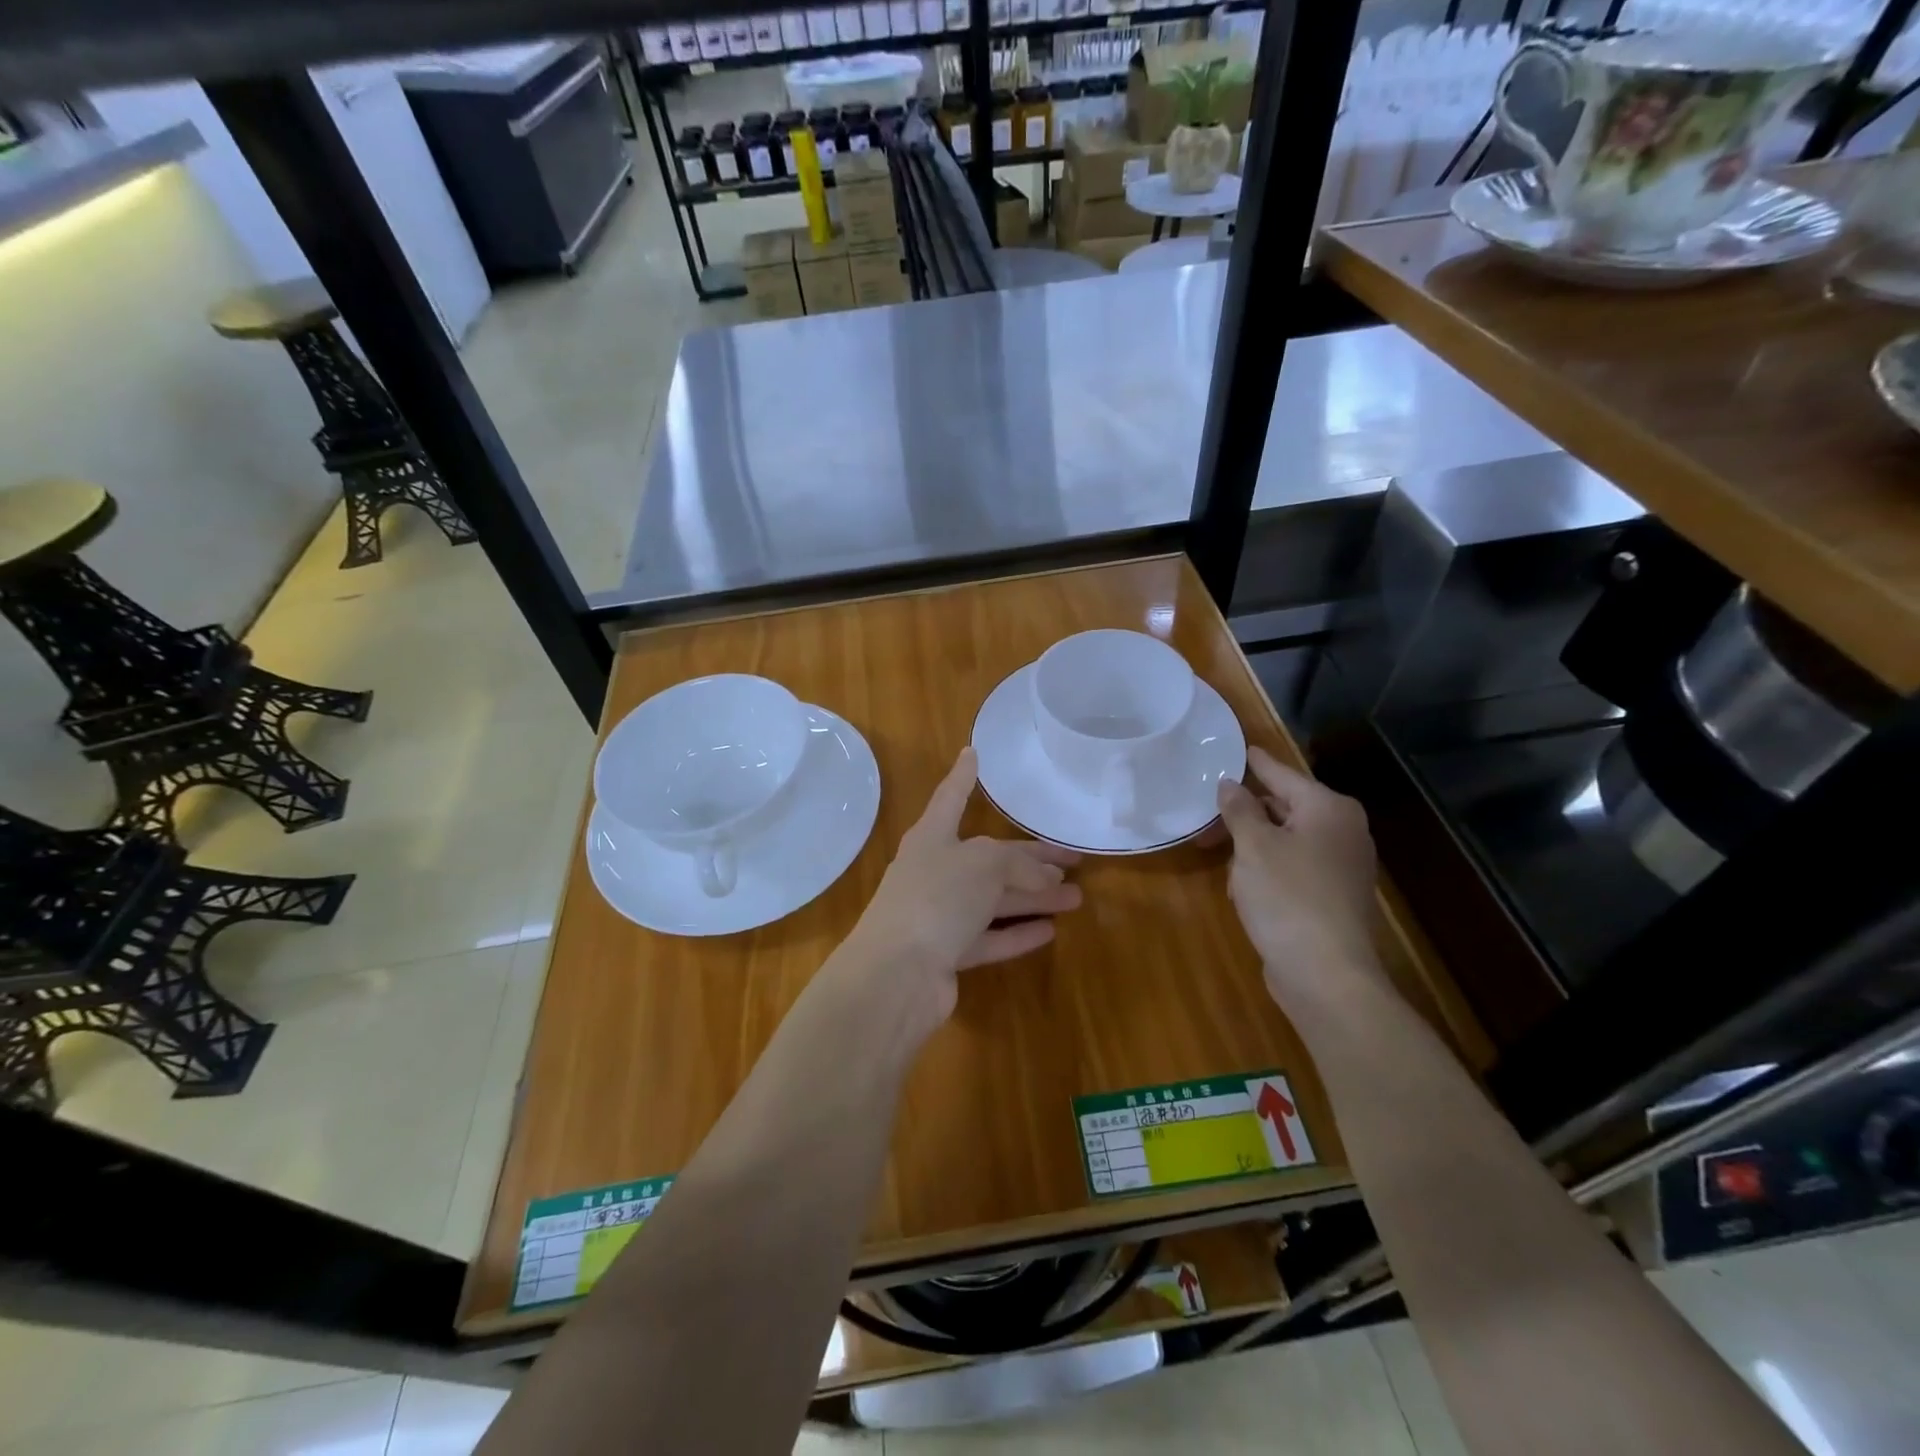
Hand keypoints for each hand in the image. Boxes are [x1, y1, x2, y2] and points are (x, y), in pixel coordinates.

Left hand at [841, 747, 1080, 1019]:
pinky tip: (1049, 931)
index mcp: (932, 837)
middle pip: (989, 859)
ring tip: (1076, 897)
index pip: (951, 797)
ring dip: (1034, 898)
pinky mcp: (947, 954)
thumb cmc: (936, 898)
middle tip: (1072, 860)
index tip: (973, 752)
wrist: (896, 974)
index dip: (964, 775)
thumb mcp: (983, 865)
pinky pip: (989, 937)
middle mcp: (934, 872)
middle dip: (1030, 859)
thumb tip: (1042, 878)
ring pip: (994, 900)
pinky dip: (1017, 933)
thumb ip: (1016, 864)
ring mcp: (939, 915)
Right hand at [1217, 746, 1386, 1008]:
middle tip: (1208, 814)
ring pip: (1286, 839)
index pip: (1284, 775)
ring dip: (1252, 845)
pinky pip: (1292, 867)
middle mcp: (1343, 831)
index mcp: (1329, 809)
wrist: (1325, 974)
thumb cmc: (1287, 897)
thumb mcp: (1253, 846)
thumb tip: (1230, 784)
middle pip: (1284, 807)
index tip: (1242, 748)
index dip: (1258, 763)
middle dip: (1245, 811)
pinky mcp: (1332, 896)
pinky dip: (1266, 869)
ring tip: (1217, 853)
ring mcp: (1341, 866)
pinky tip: (1240, 886)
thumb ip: (1239, 809)